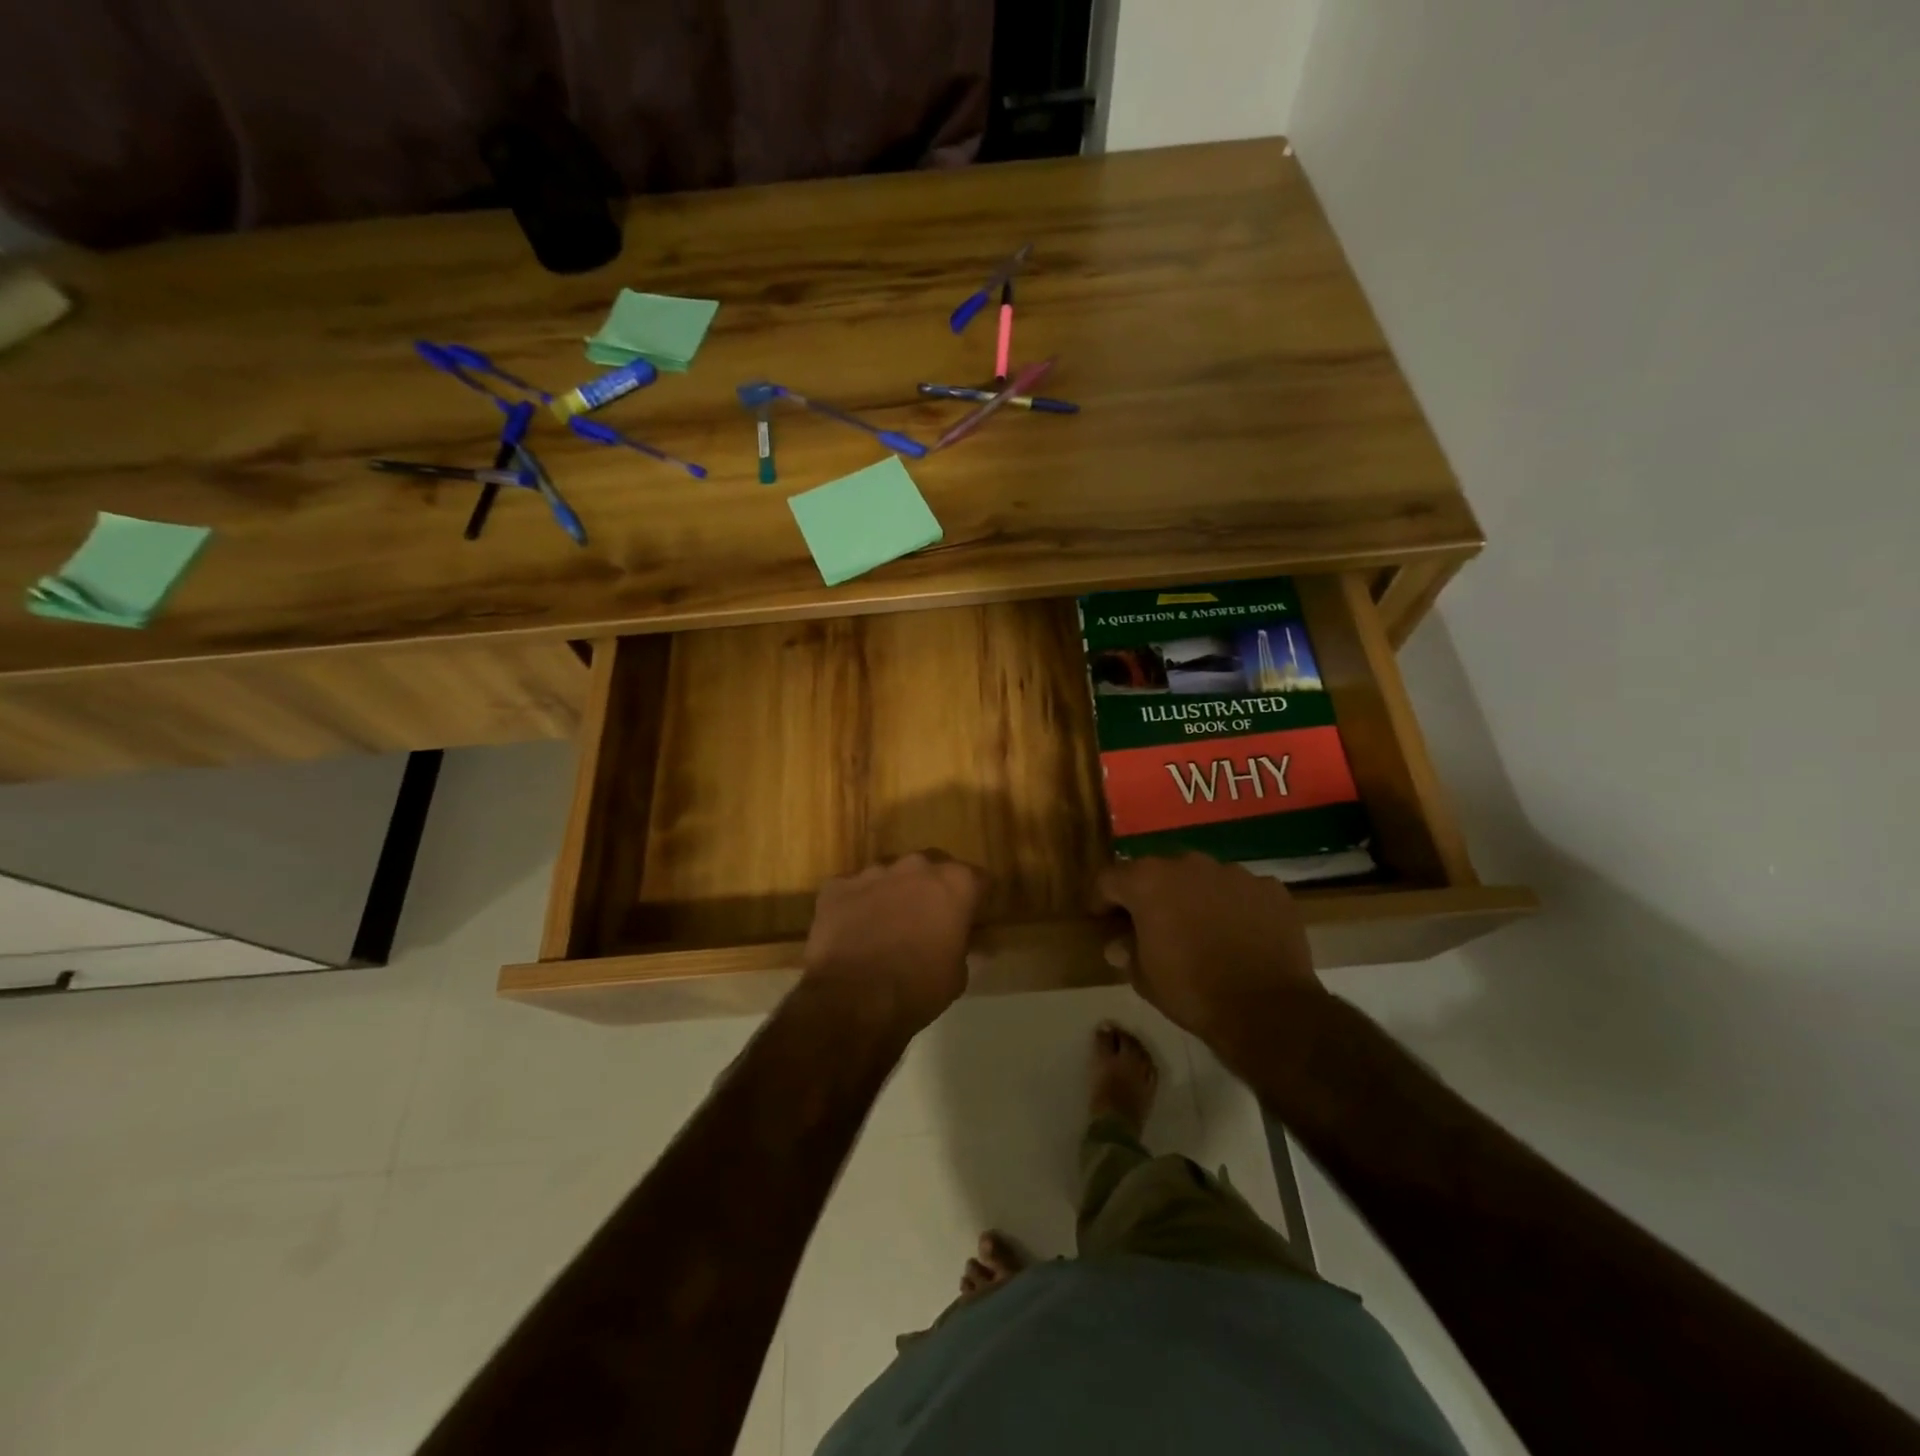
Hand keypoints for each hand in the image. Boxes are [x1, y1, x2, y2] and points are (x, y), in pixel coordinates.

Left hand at [801, 852, 985, 1033]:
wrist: (854, 998)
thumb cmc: (918, 987)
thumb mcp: (957, 974)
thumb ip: (961, 946)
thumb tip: (958, 941)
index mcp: (955, 883)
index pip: (978, 880)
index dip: (974, 900)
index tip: (969, 918)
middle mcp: (917, 866)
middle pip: (932, 867)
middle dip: (932, 888)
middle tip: (928, 920)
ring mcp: (874, 872)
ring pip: (890, 875)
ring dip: (893, 894)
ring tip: (887, 927)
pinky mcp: (838, 886)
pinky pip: (853, 890)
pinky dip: (856, 905)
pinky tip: (853, 932)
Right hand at [1095, 853, 1322, 1045]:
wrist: (1268, 1010)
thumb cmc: (1192, 991)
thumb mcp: (1144, 978)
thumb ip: (1127, 951)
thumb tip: (1119, 943)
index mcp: (1148, 881)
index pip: (1110, 879)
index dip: (1102, 900)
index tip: (1103, 920)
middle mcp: (1188, 865)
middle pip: (1157, 872)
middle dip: (1151, 895)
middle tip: (1152, 926)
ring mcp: (1233, 873)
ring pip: (1202, 879)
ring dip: (1194, 898)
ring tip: (1200, 931)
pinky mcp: (1269, 889)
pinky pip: (1240, 892)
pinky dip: (1233, 908)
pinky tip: (1239, 936)